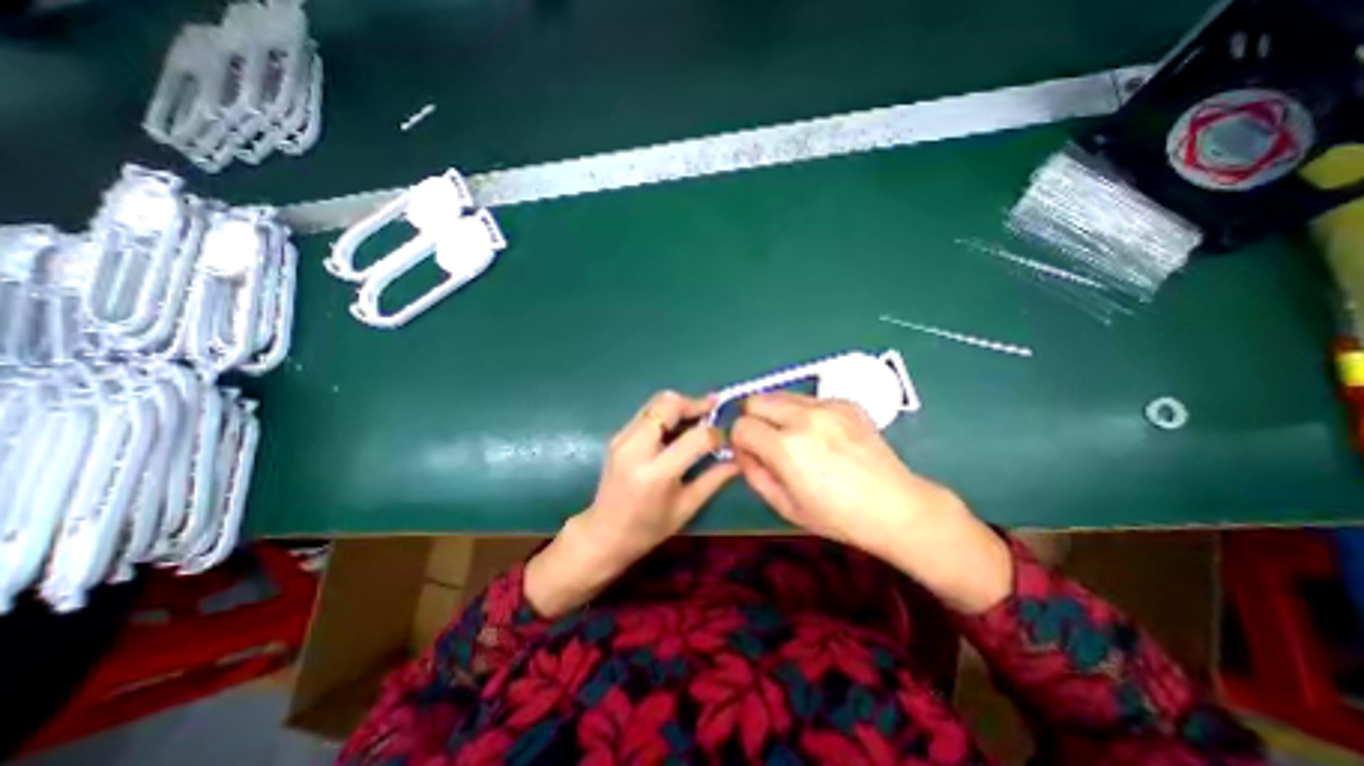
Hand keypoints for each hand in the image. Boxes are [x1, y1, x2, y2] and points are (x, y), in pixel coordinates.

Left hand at [524, 393, 742, 617]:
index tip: (727, 435)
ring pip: (655, 403)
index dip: (716, 433)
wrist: (604, 533)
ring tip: (698, 417)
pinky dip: (666, 413)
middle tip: (712, 410)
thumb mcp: (686, 508)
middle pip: (668, 405)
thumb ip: (713, 479)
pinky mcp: (617, 436)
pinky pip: (646, 412)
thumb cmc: (648, 528)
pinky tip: (677, 427)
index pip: (694, 438)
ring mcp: (622, 438)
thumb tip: (739, 459)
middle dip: (694, 403)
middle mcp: (636, 448)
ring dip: (680, 405)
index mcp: (656, 473)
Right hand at [737, 392, 1011, 614]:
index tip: (752, 455)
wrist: (896, 507)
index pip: (741, 426)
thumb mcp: (784, 506)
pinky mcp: (845, 402)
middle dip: (753, 420)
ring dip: (776, 413)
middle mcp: (803, 418)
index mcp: (786, 447)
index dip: (739, 442)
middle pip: (755, 400)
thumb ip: (753, 474)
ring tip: (794, 437)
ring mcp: (827, 406)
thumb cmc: (837, 516)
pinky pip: (807, 399)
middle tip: (768, 442)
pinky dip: (802, 413)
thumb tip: (743, 451)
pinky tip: (821, 435)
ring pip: (779, 394)